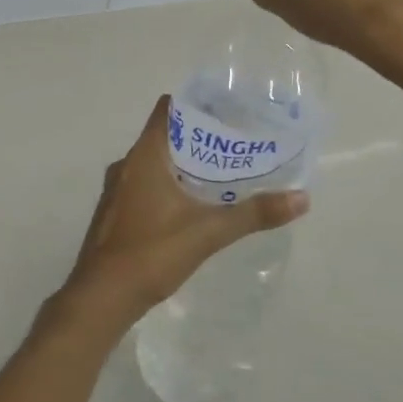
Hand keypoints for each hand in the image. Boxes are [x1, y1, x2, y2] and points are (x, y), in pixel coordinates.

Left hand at [50, 97, 308, 340]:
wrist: (101, 296)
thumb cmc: (152, 252)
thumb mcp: (209, 232)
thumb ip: (254, 214)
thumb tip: (301, 198)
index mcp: (144, 155)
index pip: (167, 110)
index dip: (195, 105)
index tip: (225, 109)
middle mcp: (126, 164)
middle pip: (164, 137)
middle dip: (197, 139)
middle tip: (234, 144)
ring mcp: (117, 189)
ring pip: (153, 163)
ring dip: (182, 164)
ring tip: (218, 174)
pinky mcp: (115, 212)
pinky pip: (144, 185)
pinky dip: (167, 185)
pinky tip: (189, 206)